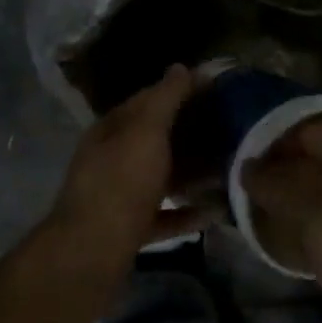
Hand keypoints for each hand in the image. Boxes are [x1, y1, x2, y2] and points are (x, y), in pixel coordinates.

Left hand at [43, 65, 207, 276]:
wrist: (90, 255)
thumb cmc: (120, 184)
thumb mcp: (145, 133)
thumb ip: (165, 100)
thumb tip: (181, 67)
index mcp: (112, 130)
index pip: (148, 99)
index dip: (180, 90)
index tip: (217, 89)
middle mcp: (111, 159)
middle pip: (155, 139)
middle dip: (190, 133)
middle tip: (231, 129)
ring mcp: (118, 196)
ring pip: (160, 177)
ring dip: (191, 173)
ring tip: (228, 168)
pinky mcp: (128, 229)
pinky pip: (163, 215)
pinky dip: (186, 212)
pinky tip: (214, 212)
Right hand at [241, 114, 321, 322]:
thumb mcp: (321, 224)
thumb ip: (283, 190)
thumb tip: (249, 167)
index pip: (310, 129)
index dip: (274, 141)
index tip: (243, 162)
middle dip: (285, 169)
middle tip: (250, 192)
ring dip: (301, 195)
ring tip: (268, 215)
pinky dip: (320, 217)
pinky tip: (302, 238)